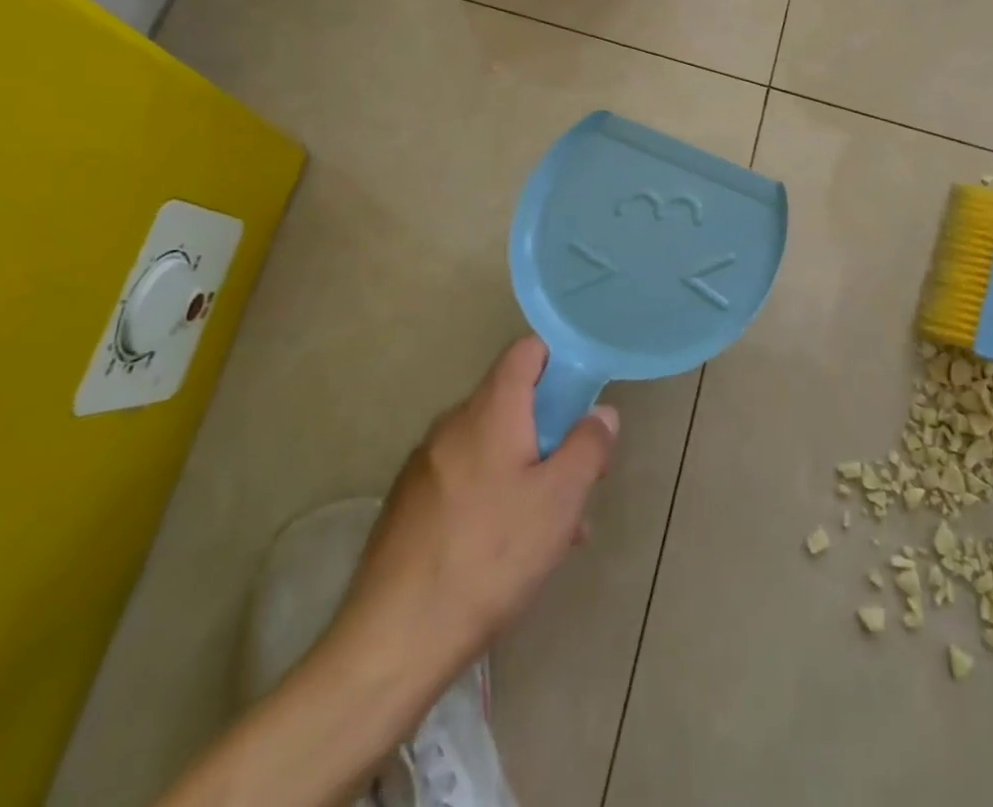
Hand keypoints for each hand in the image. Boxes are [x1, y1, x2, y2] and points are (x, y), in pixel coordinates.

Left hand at [320, 337, 618, 699]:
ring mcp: (425, 465)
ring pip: (492, 446)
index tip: (584, 398)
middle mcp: (453, 424)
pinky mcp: (408, 505)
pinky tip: (510, 550)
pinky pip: (466, 478)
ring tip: (555, 530)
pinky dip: (495, 494)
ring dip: (528, 470)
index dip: (560, 361)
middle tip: (579, 479)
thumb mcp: (559, 501)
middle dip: (552, 431)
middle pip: (513, 402)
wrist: (391, 642)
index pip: (527, 350)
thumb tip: (601, 413)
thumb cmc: (488, 557)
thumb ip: (588, 447)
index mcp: (490, 410)